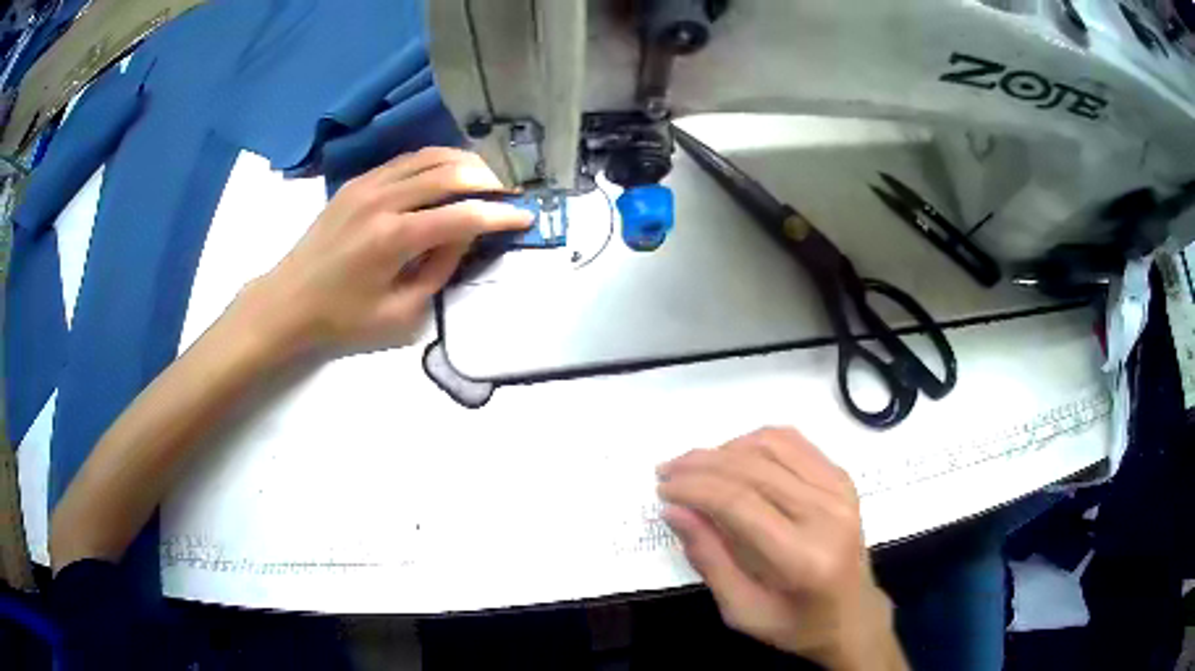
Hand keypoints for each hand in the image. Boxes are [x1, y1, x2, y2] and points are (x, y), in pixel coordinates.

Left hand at [232, 148, 530, 355]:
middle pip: (450, 173)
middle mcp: (383, 200)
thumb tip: (465, 236)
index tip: (526, 216)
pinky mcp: (356, 182)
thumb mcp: (399, 315)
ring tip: (486, 177)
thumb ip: (439, 271)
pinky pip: (405, 160)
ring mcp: (366, 185)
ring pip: (429, 157)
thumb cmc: (341, 320)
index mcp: (394, 239)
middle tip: (511, 191)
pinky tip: (446, 173)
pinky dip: (434, 161)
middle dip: (489, 179)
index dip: (500, 214)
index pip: (463, 216)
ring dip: (463, 163)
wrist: (287, 302)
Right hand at [657, 427, 905, 670]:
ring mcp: (839, 491)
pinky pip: (794, 443)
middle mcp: (827, 513)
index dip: (694, 488)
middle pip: (753, 468)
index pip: (739, 502)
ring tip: (696, 466)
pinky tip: (734, 457)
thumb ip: (708, 559)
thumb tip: (674, 510)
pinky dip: (757, 442)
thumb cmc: (795, 624)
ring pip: (772, 445)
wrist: (852, 615)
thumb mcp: (741, 610)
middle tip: (668, 471)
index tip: (663, 489)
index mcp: (803, 556)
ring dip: (726, 448)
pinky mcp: (842, 479)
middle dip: (701, 464)